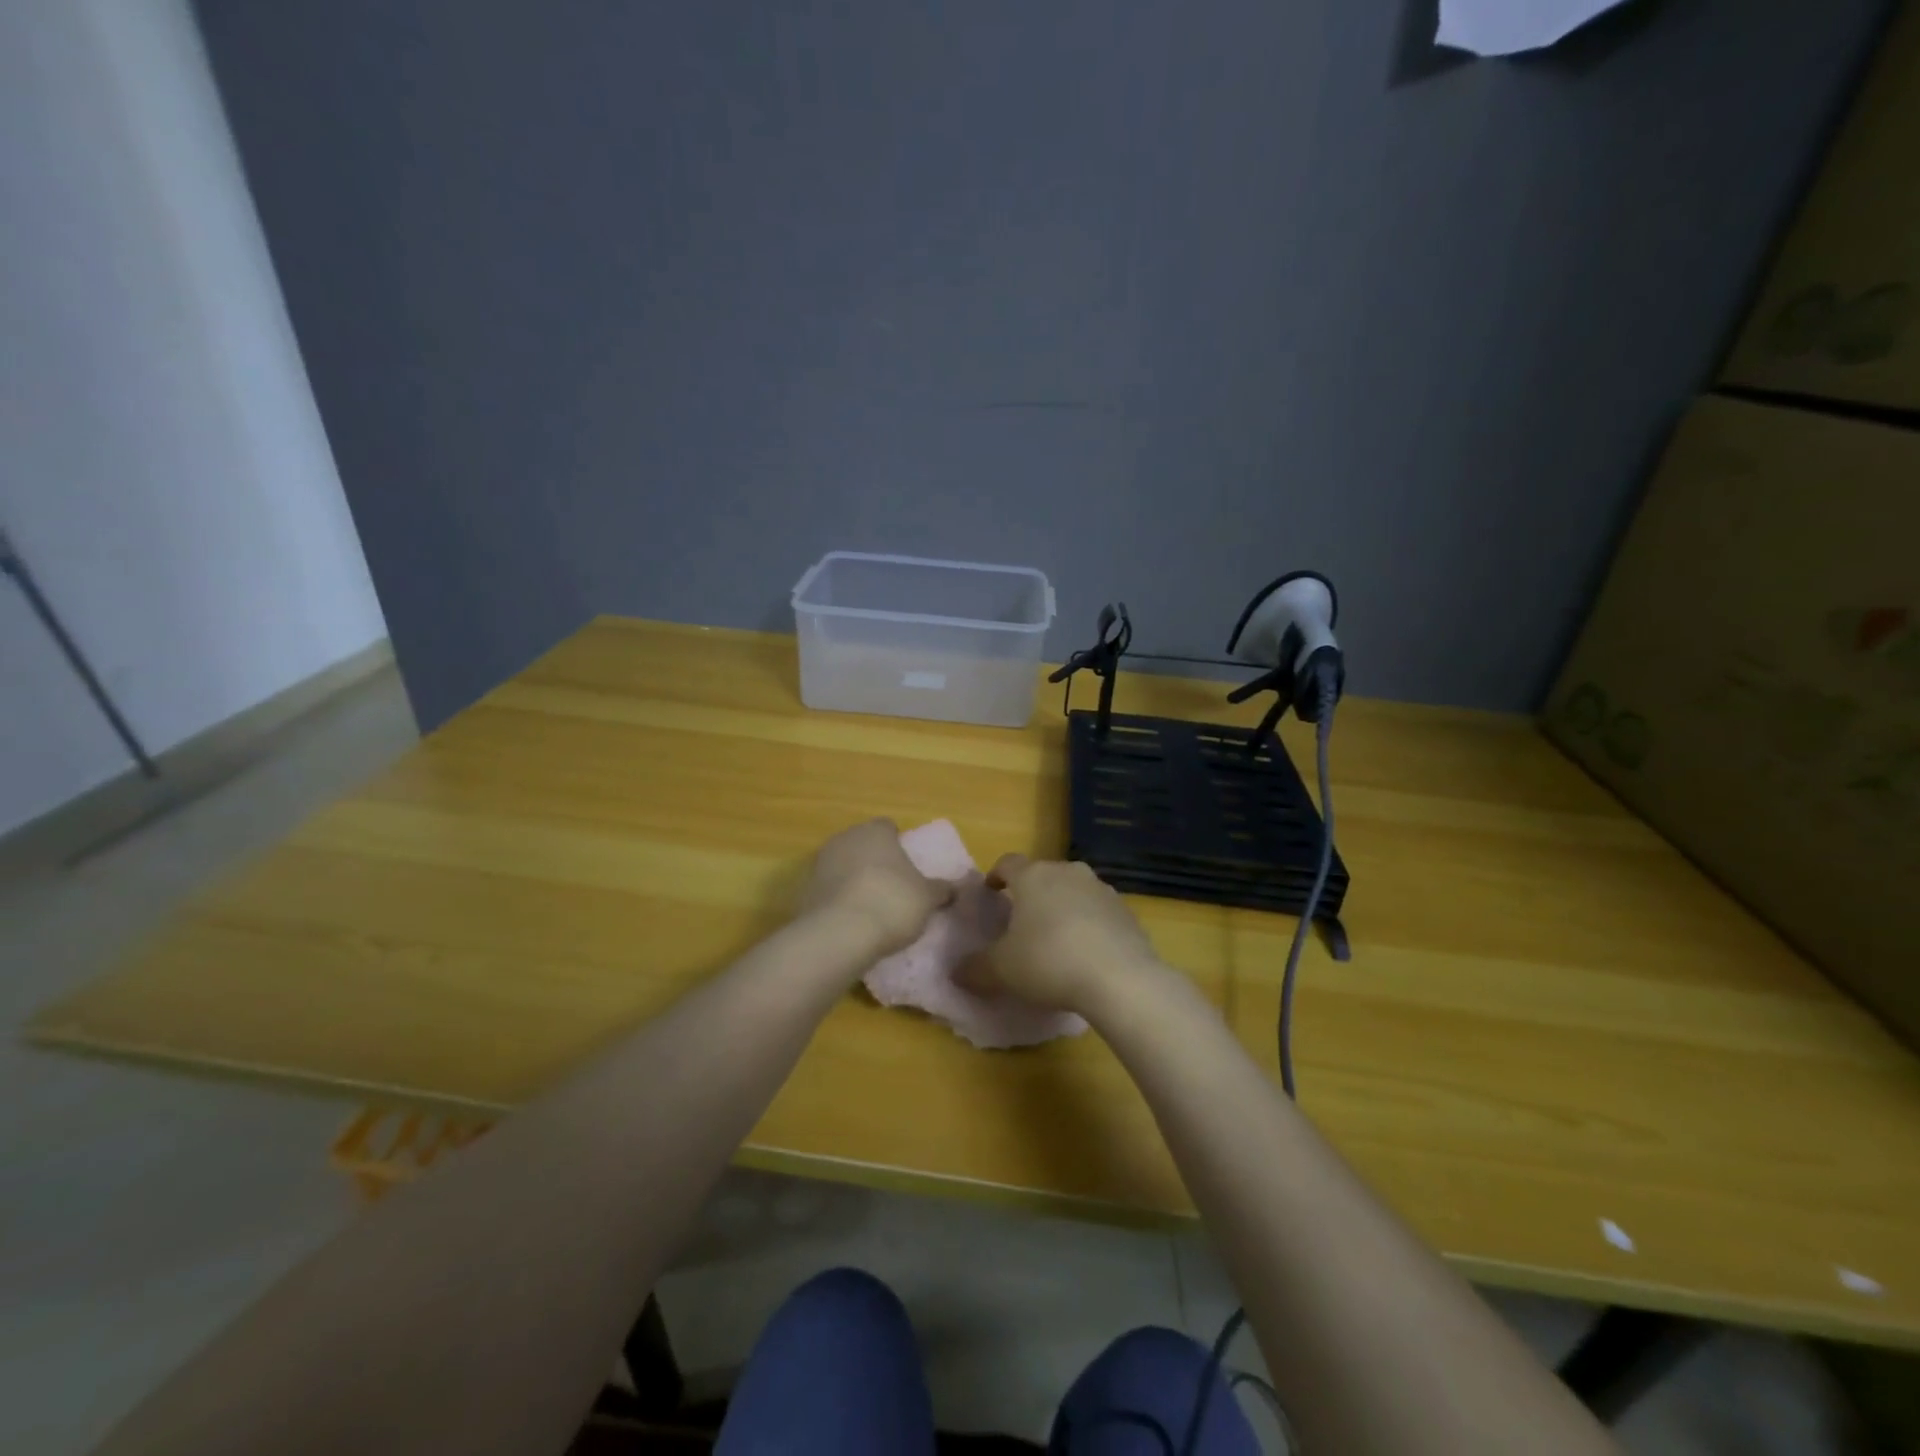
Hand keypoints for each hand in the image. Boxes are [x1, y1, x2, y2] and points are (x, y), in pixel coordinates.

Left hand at [799, 819, 954, 956]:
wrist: (839, 935)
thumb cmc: (892, 903)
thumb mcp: (927, 899)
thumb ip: (941, 889)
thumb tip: (956, 887)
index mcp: (876, 831)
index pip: (889, 827)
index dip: (899, 844)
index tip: (908, 867)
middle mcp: (845, 838)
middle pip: (864, 845)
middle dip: (876, 861)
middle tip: (893, 887)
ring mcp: (820, 863)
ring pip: (844, 866)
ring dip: (854, 880)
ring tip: (872, 909)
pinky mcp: (804, 890)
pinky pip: (829, 890)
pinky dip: (839, 900)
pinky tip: (852, 922)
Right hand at [965, 855, 1165, 1013]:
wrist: (1120, 979)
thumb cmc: (1049, 962)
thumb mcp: (1001, 970)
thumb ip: (975, 968)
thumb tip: (956, 972)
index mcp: (1033, 876)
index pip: (1008, 863)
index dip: (996, 875)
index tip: (990, 890)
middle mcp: (1067, 872)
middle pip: (1043, 874)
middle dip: (1031, 892)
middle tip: (1021, 918)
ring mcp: (1101, 889)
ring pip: (1073, 890)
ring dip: (1062, 906)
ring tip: (1055, 936)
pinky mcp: (1126, 911)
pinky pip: (1098, 911)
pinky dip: (1088, 923)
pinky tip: (1085, 951)